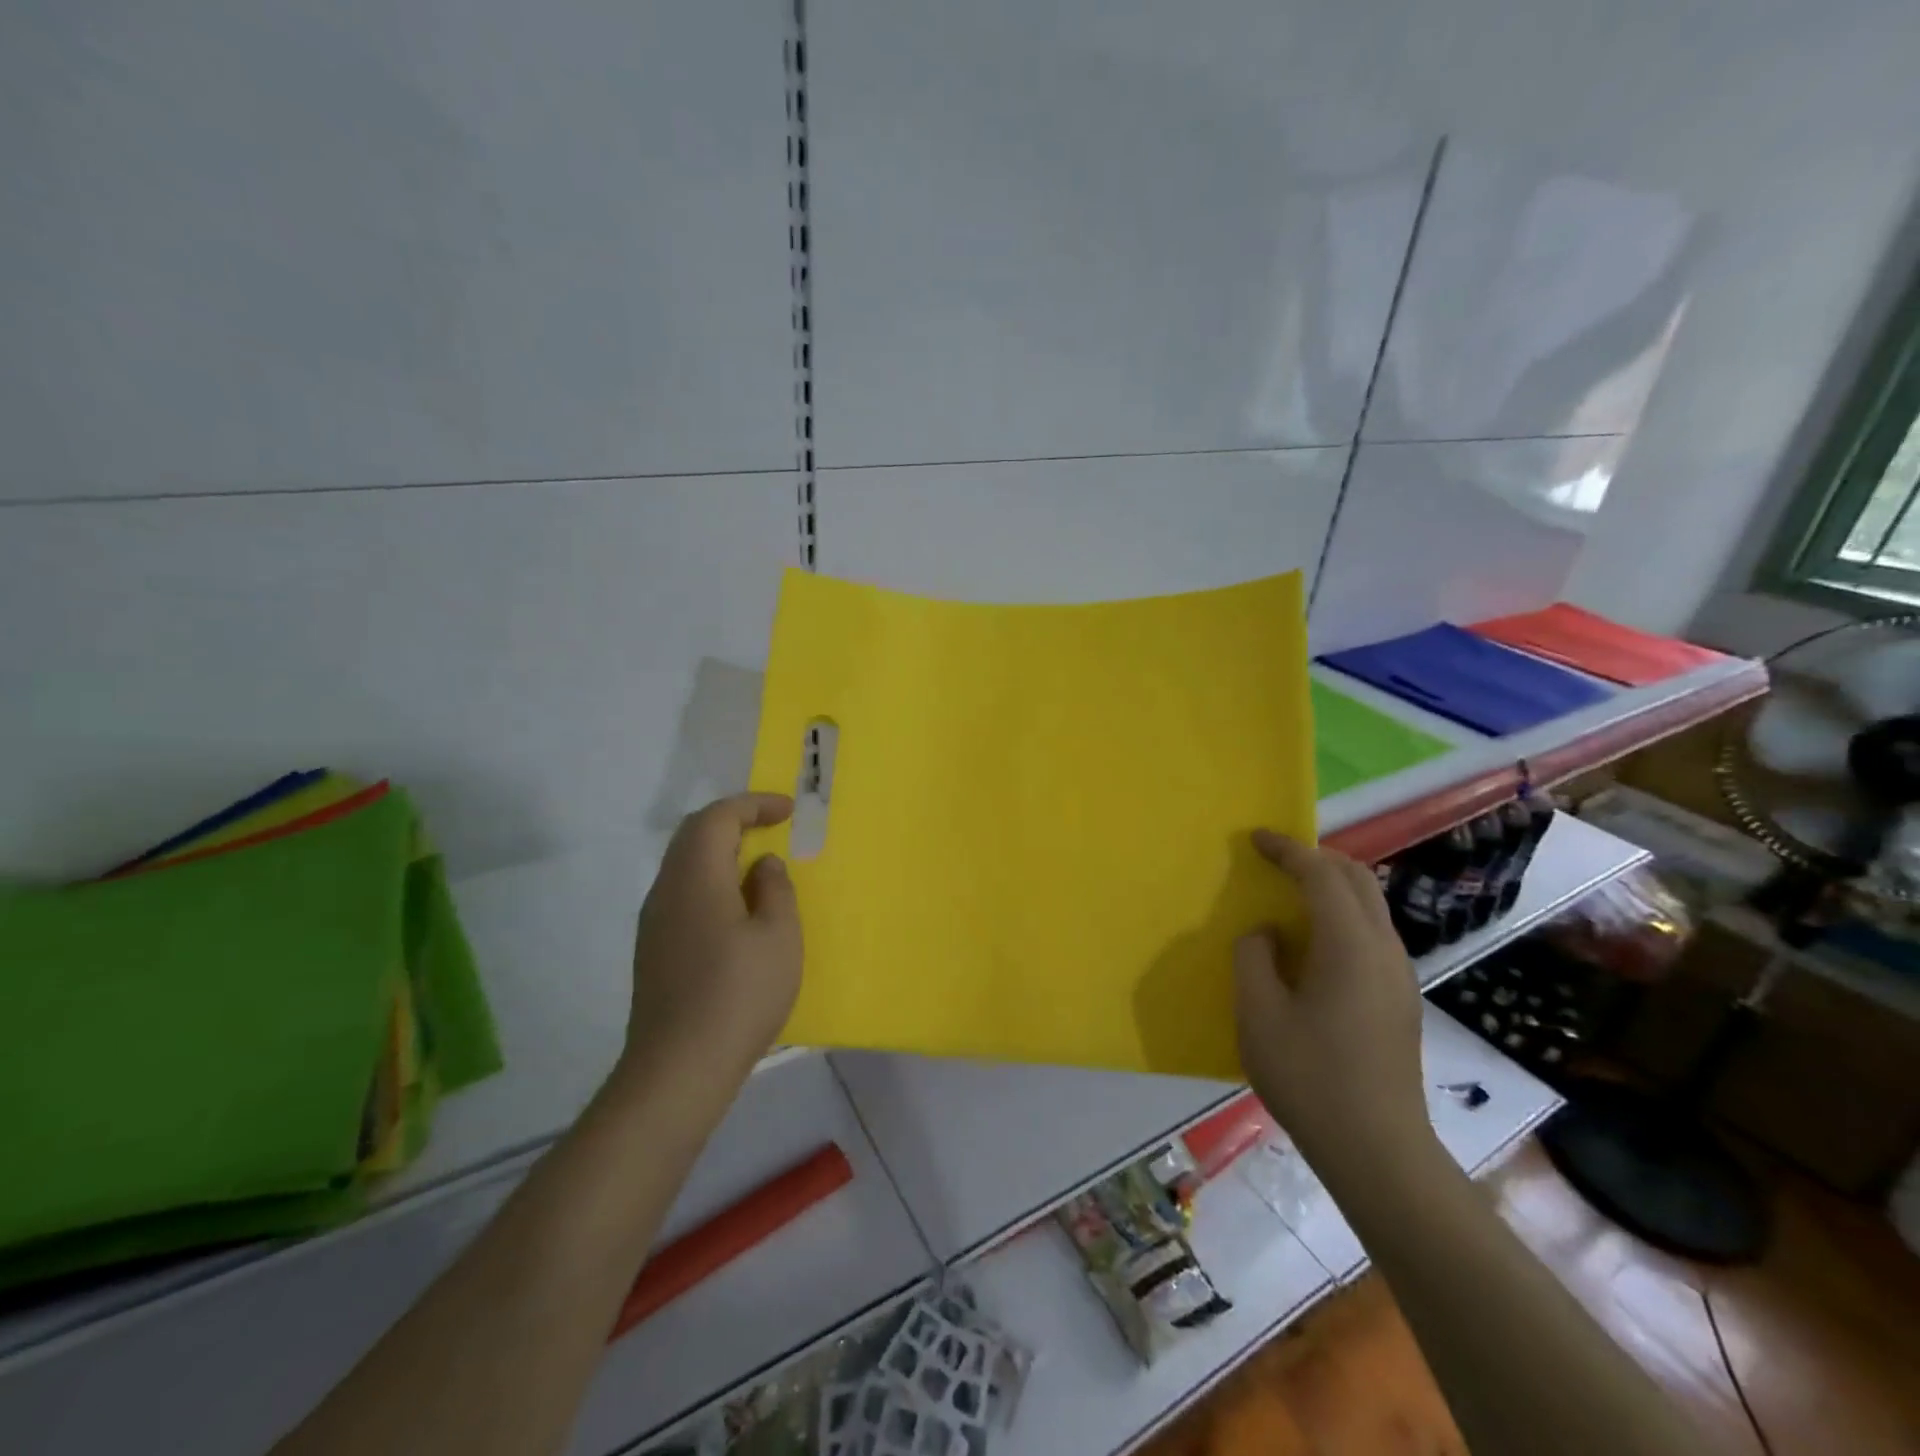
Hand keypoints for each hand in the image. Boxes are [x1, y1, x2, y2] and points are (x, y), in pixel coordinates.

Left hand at [621, 793, 802, 1095]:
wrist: (679, 1068)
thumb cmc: (739, 994)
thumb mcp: (779, 936)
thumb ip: (775, 890)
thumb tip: (762, 866)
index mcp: (696, 878)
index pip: (717, 818)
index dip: (753, 804)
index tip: (787, 810)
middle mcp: (666, 891)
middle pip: (693, 835)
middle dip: (734, 821)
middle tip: (772, 826)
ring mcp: (654, 923)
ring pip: (685, 866)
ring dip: (721, 853)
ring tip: (759, 865)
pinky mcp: (654, 952)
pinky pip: (683, 895)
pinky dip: (712, 882)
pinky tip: (738, 910)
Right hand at [1233, 830, 1431, 1177]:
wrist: (1378, 1151)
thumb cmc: (1310, 1077)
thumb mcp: (1258, 1014)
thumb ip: (1254, 957)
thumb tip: (1267, 934)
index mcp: (1350, 945)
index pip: (1322, 875)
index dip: (1288, 850)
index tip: (1256, 837)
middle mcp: (1384, 950)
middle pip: (1358, 880)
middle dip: (1317, 858)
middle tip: (1276, 858)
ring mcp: (1399, 976)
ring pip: (1371, 906)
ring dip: (1333, 885)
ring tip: (1292, 893)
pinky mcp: (1401, 999)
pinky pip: (1372, 934)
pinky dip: (1342, 914)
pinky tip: (1314, 943)